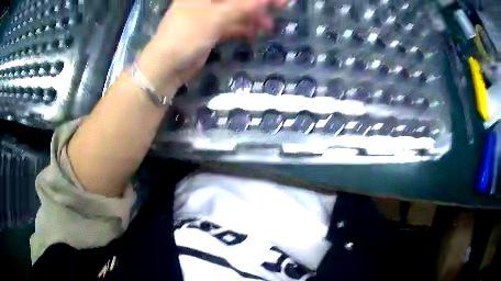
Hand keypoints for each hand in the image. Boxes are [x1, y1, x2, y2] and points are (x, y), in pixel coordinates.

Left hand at [138, 0, 286, 94]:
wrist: (166, 67)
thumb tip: (266, 0)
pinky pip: (230, 26)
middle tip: (281, 7)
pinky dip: (242, 29)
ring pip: (235, 12)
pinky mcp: (209, 32)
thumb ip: (242, 7)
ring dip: (252, 17)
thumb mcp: (215, 18)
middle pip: (237, 0)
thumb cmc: (186, 35)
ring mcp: (207, 17)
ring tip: (269, 26)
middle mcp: (205, 2)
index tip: (275, 0)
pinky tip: (255, 33)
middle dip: (258, 4)